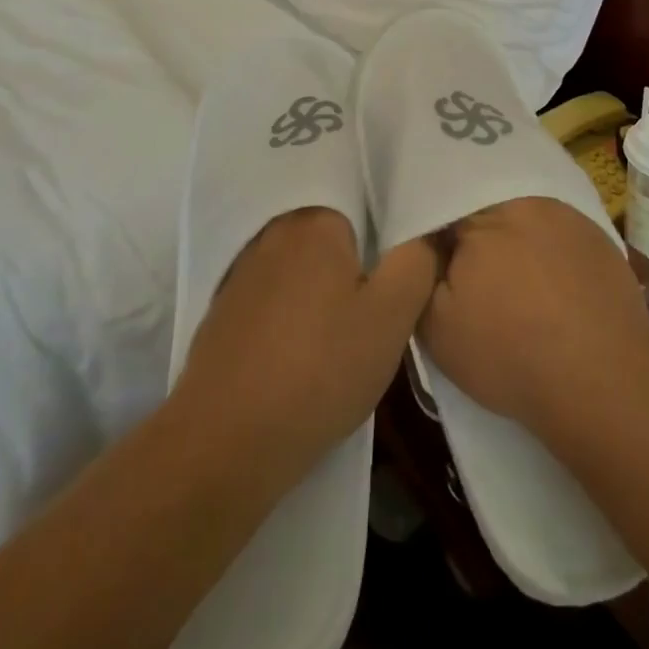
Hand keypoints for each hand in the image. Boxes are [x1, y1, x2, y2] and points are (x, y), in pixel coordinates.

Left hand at [174, 209, 436, 486]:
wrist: (224, 443)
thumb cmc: (319, 371)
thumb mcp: (392, 317)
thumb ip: (417, 260)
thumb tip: (425, 230)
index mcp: (316, 219)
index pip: (367, 206)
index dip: (387, 240)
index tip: (396, 278)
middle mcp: (274, 229)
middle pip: (333, 235)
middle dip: (355, 265)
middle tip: (372, 311)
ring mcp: (242, 267)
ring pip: (302, 265)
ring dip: (322, 288)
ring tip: (338, 335)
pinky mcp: (223, 306)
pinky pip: (274, 292)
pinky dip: (291, 311)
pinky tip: (299, 350)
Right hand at [417, 197, 648, 438]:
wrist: (602, 383)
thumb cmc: (509, 353)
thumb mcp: (436, 324)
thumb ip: (420, 272)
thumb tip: (424, 244)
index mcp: (481, 212)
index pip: (443, 200)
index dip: (434, 228)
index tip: (431, 253)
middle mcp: (526, 199)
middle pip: (485, 201)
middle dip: (473, 227)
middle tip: (468, 265)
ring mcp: (568, 215)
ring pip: (523, 213)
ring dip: (512, 235)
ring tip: (511, 275)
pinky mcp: (598, 237)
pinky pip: (558, 230)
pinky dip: (547, 248)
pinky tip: (548, 282)